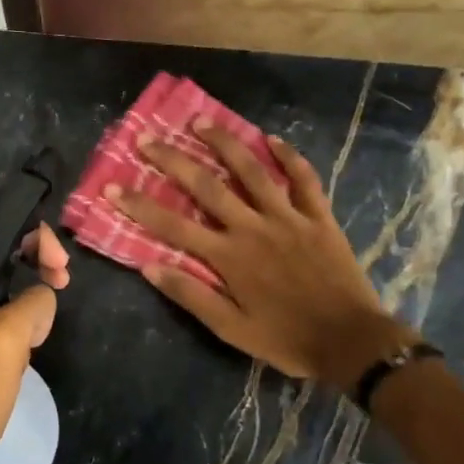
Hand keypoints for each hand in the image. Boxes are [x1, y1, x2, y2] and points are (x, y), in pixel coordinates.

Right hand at [110, 127, 411, 389]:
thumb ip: (191, 295)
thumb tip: (149, 266)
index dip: (140, 206)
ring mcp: (288, 217)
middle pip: (207, 186)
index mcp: (229, 257)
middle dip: (173, 160)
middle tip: (148, 138)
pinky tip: (272, 139)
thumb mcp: (231, 329)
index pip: (173, 225)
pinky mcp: (319, 217)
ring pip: (253, 171)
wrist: (350, 341)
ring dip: (225, 143)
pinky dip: (289, 157)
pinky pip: (304, 179)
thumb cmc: (286, 339)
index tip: (113, 187)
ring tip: (201, 122)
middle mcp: (254, 227)